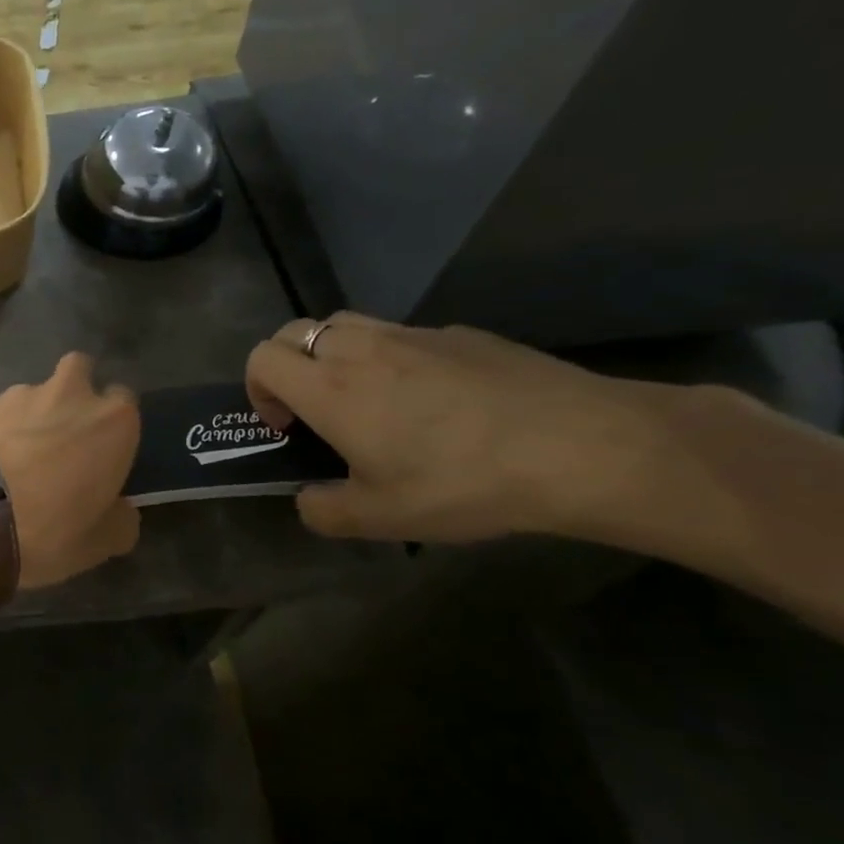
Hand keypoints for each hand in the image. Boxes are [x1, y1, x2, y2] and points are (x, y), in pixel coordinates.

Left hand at [0, 353, 141, 587]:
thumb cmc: (49, 528)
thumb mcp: (102, 543)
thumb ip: (121, 518)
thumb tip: (120, 510)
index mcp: (112, 420)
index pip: (125, 403)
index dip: (113, 428)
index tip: (102, 454)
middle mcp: (69, 393)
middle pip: (78, 372)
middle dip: (74, 394)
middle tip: (64, 436)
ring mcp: (17, 395)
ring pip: (33, 393)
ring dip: (31, 415)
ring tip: (16, 456)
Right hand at [246, 313, 671, 542]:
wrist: (584, 447)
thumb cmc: (463, 482)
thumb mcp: (379, 518)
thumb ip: (322, 510)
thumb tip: (310, 498)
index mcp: (329, 388)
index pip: (261, 358)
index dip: (258, 389)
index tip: (286, 425)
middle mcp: (362, 350)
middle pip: (297, 331)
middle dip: (290, 365)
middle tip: (316, 409)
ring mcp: (416, 335)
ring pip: (347, 325)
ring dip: (336, 355)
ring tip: (368, 398)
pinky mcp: (464, 334)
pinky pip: (404, 335)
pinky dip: (393, 357)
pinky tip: (436, 399)